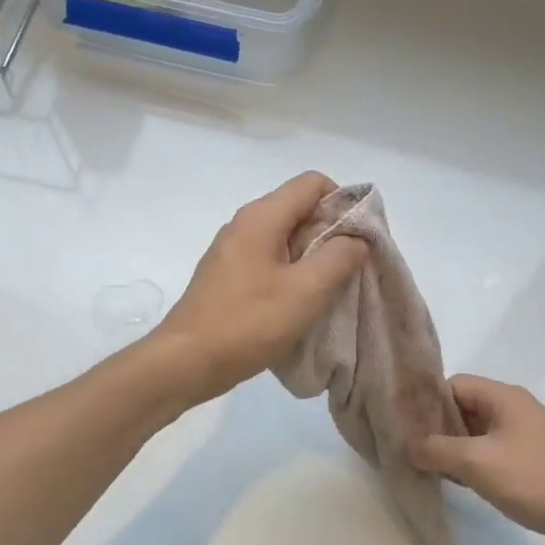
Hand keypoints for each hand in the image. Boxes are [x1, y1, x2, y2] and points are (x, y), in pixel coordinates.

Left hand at [151, 172, 369, 404]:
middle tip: (349, 270)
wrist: (186, 361)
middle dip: (331, 233)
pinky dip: (290, 273)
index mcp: (262, 216)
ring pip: (284, 237)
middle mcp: (244, 224)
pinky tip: (297, 304)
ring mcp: (232, 250)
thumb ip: (339, 258)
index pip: (313, 183)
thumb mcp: (305, 291)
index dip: (343, 203)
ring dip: (312, 257)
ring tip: (327, 290)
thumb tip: (357, 238)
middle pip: (299, 208)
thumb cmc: (248, 323)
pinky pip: (268, 260)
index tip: (358, 240)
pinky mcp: (226, 276)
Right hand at [411, 375, 544, 544]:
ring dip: (455, 448)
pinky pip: (493, 451)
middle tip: (411, 449)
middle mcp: (516, 408)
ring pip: (478, 432)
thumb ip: (437, 450)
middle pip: (464, 407)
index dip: (427, 402)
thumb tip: (408, 445)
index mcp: (504, 397)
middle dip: (438, 427)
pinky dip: (474, 462)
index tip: (405, 426)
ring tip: (429, 468)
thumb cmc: (534, 481)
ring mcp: (527, 434)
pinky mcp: (533, 459)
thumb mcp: (476, 463)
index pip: (453, 384)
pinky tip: (460, 482)